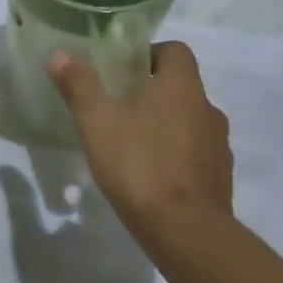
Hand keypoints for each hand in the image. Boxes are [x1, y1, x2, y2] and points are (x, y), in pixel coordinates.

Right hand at [48, 42, 232, 234]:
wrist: (186, 232)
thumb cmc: (140, 165)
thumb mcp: (98, 123)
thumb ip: (80, 86)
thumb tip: (61, 55)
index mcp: (182, 87)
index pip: (176, 50)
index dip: (150, 54)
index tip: (123, 71)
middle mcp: (208, 108)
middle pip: (182, 87)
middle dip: (152, 93)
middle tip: (119, 109)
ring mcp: (219, 146)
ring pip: (191, 122)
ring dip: (167, 126)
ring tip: (134, 145)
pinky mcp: (221, 178)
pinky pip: (197, 154)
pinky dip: (178, 157)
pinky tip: (153, 176)